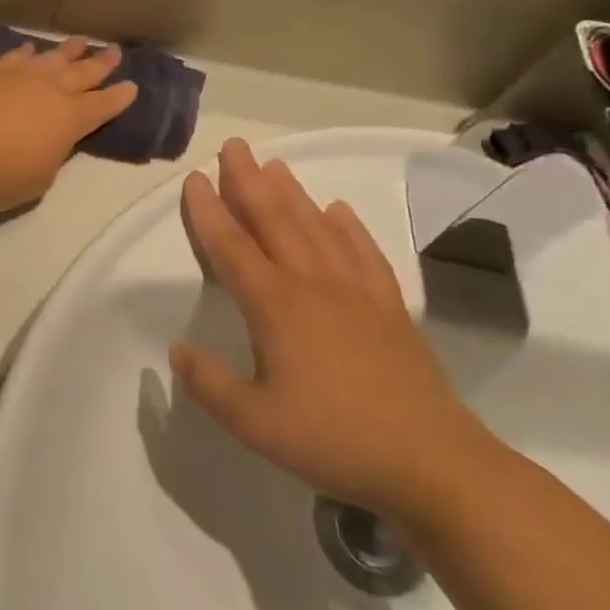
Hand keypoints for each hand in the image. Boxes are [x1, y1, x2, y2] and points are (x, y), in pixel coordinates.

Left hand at [0, 37, 137, 211]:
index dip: (119, 98)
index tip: (132, 86)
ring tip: (81, 42)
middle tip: (115, 51)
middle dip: (101, 63)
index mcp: (70, 119)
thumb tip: (51, 140)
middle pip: (82, 72)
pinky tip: (30, 49)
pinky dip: (26, 53)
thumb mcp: (41, 176)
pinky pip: (15, 58)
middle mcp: (50, 90)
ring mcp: (19, 77)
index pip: (103, 105)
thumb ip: (52, 154)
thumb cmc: (1, 177)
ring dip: (68, 50)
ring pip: (51, 58)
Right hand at [171, 138, 496, 521]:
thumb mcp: (255, 424)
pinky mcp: (390, 308)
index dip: (209, 211)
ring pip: (317, 228)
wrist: (432, 463)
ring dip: (292, 193)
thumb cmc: (334, 440)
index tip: (194, 177)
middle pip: (275, 220)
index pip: (232, 247)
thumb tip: (177, 349)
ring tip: (274, 165)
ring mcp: (356, 292)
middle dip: (249, 181)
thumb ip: (209, 383)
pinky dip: (349, 227)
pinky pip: (364, 253)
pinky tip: (338, 210)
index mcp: (276, 306)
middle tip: (234, 146)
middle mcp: (313, 285)